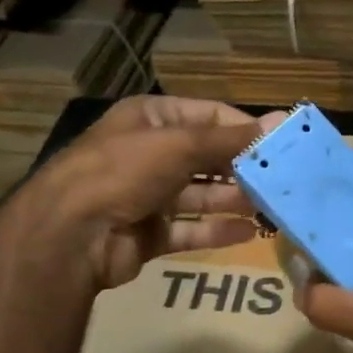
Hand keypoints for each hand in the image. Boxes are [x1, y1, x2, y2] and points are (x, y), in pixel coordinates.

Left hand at [32, 95, 262, 290]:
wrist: (69, 236)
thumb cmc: (123, 172)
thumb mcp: (180, 145)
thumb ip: (231, 139)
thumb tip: (283, 121)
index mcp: (150, 120)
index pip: (209, 116)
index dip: (244, 129)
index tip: (280, 144)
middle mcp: (148, 154)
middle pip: (206, 158)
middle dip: (242, 169)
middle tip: (281, 180)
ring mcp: (147, 195)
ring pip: (200, 196)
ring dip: (233, 200)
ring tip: (271, 208)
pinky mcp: (148, 233)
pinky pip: (189, 229)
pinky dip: (216, 231)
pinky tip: (248, 233)